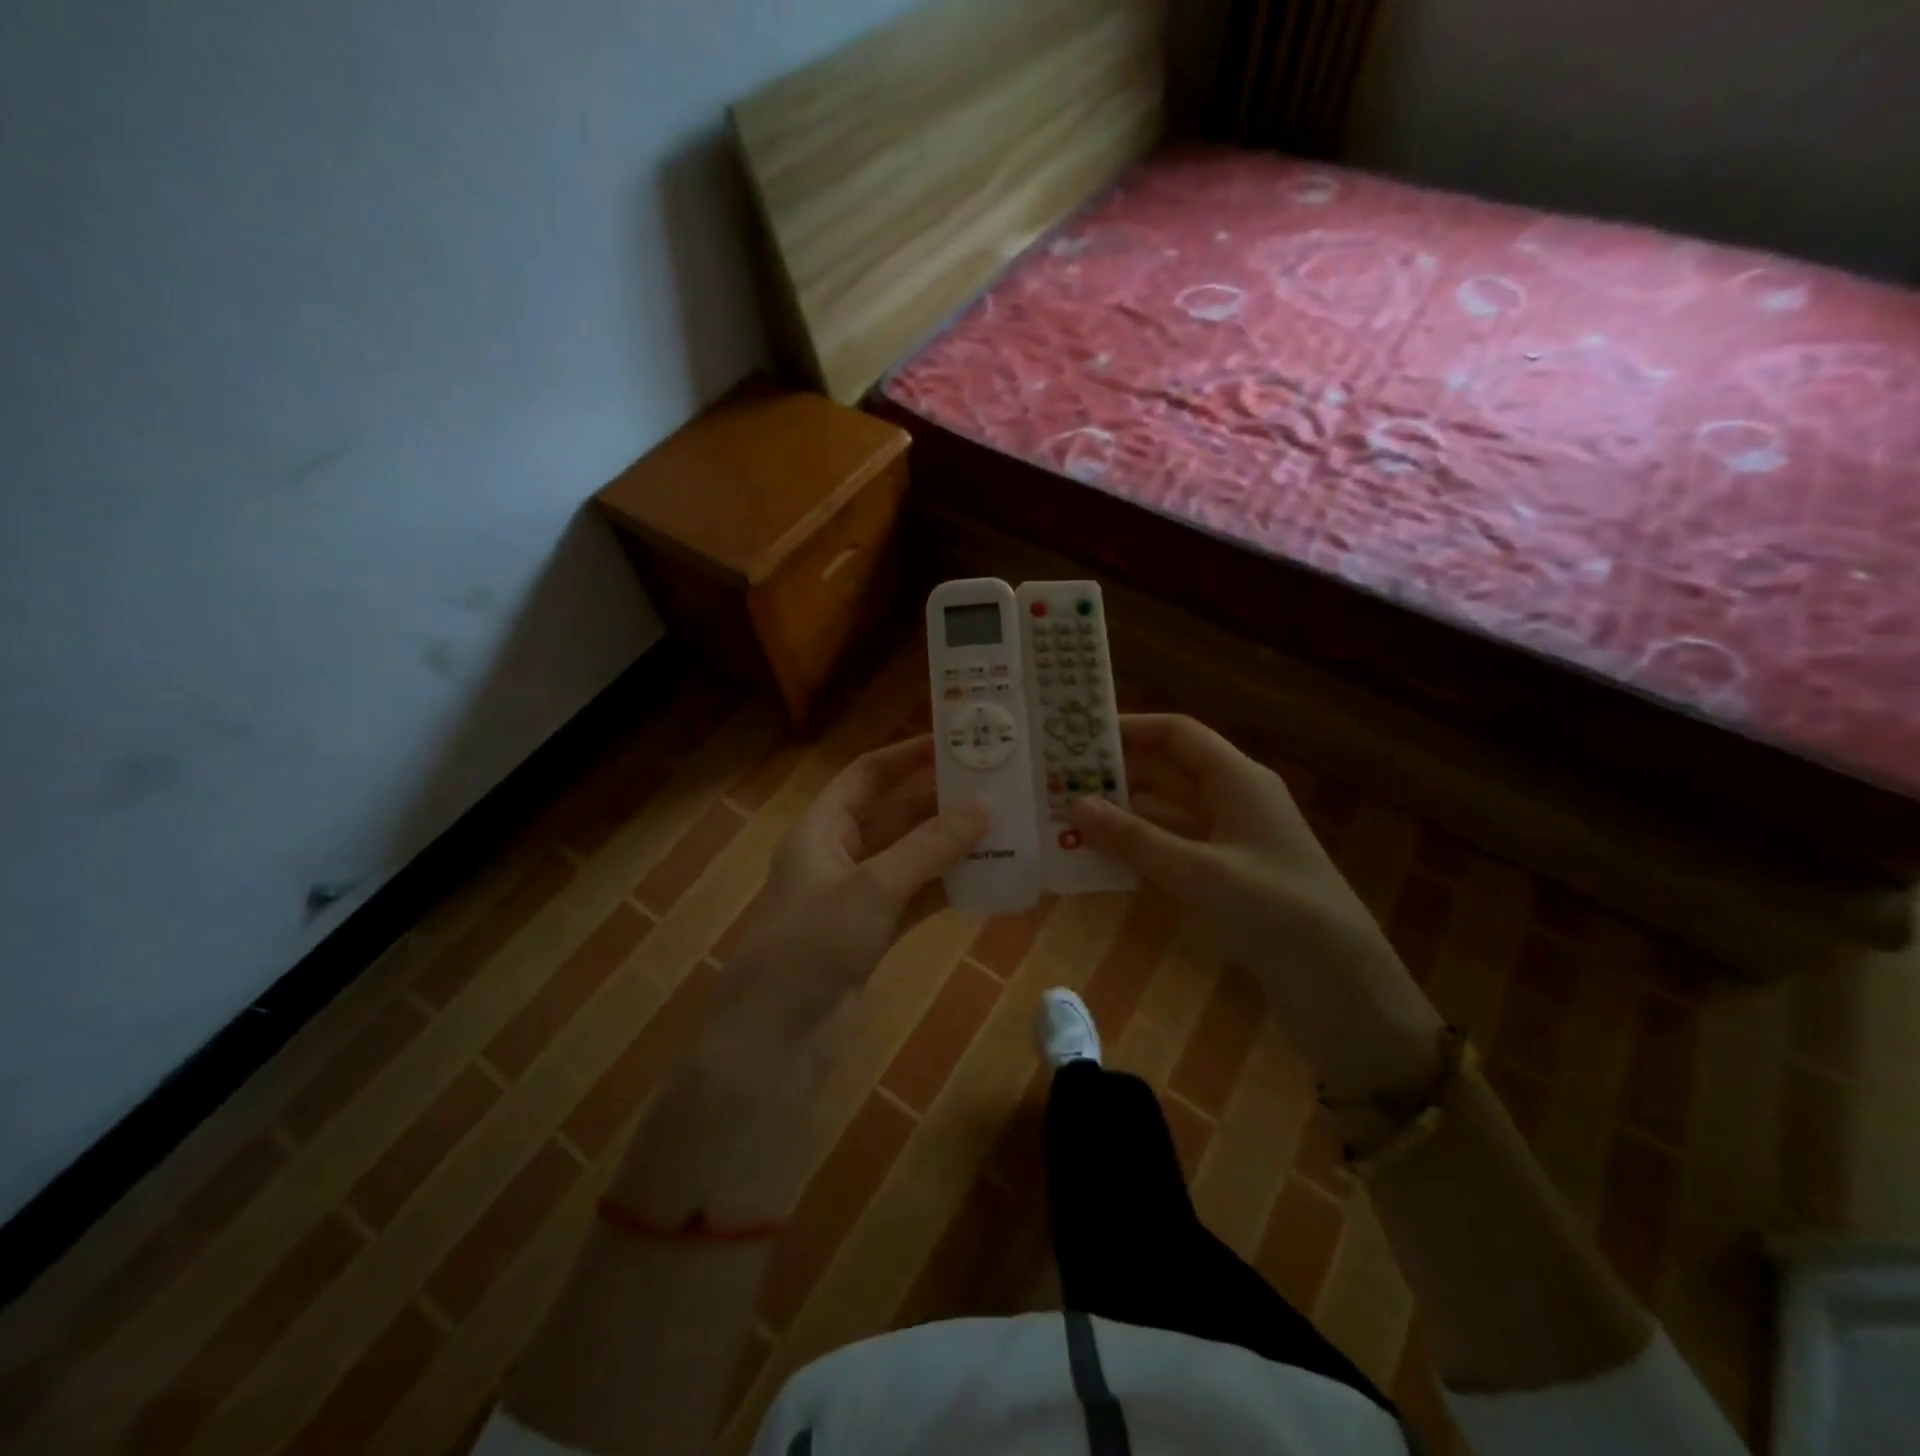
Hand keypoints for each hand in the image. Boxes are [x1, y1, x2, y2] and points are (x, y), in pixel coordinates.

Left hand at [695, 734, 989, 1090]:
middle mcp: (839, 854)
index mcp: (822, 828)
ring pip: (912, 857)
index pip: (867, 775)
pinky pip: (918, 897)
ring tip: (1004, 826)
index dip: (907, 756)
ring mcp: (858, 896)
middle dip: (940, 801)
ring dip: (951, 845)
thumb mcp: (873, 887)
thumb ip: (929, 847)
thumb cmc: (814, 942)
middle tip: (995, 784)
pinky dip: (948, 888)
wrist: (778, 1036)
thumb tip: (983, 808)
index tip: (954, 742)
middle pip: (895, 814)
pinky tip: (989, 879)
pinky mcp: (874, 933)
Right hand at [1071, 715, 1443, 1100]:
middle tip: (1060, 782)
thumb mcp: (1196, 871)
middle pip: (1168, 770)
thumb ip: (1134, 838)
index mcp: (1237, 779)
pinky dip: (1141, 847)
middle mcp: (1234, 799)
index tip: (1078, 738)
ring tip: (1069, 818)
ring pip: (1168, 811)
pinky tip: (1103, 857)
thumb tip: (1076, 804)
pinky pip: (1175, 846)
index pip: (1177, 734)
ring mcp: (1232, 839)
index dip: (1129, 729)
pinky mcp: (1229, 875)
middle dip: (1116, 774)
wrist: (1339, 983)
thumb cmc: (1272, 909)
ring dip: (1124, 813)